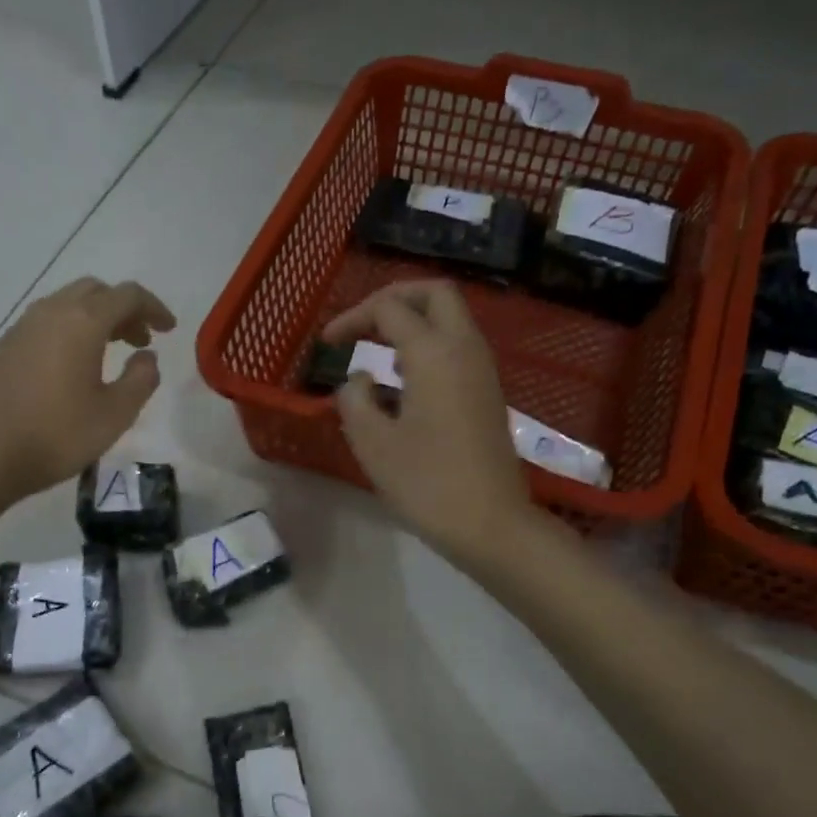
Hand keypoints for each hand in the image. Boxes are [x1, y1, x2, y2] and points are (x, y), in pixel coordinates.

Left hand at [0, 277, 175, 500]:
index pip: (127, 295)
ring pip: (66, 304)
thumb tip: (147, 356)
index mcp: (82, 322)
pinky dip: (69, 331)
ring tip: (109, 352)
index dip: (153, 308)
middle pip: (95, 291)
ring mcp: (22, 328)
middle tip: (140, 340)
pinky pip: (45, 323)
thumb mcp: (116, 413)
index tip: (169, 330)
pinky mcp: (4, 347)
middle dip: (123, 309)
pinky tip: (72, 366)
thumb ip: (141, 379)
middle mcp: (50, 312)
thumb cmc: (60, 434)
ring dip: (95, 318)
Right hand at [324, 281, 531, 563]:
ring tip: (378, 351)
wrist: (490, 523)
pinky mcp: (487, 393)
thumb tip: (359, 381)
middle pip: (435, 293)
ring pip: (451, 318)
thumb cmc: (426, 483)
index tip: (327, 345)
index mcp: (434, 353)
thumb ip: (354, 400)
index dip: (352, 318)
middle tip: (363, 322)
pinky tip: (404, 381)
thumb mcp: (373, 443)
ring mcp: (482, 370)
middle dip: (394, 297)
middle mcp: (464, 348)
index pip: (389, 309)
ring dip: (413, 321)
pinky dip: (429, 346)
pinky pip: (458, 347)